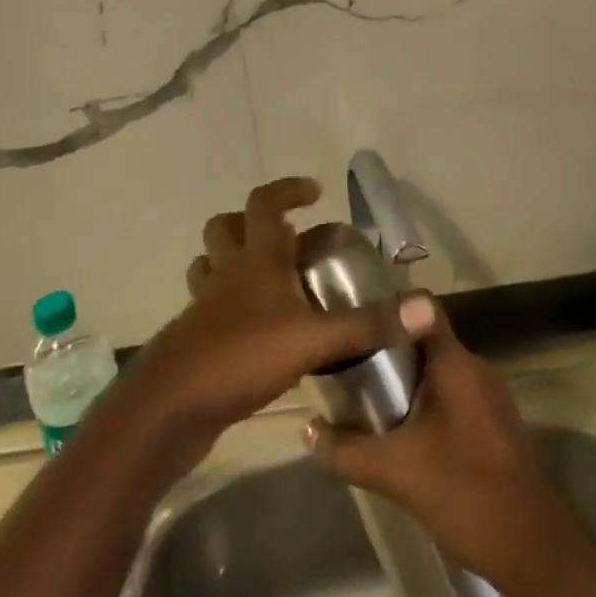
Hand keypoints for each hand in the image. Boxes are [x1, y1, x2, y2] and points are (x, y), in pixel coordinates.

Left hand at [127, 178, 434, 456]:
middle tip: (286, 237)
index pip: (265, 202)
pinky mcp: (194, 338)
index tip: (313, 191)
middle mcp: (226, 271)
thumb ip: (368, 325)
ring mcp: (204, 305)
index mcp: (255, 258)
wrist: (169, 407)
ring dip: (233, 259)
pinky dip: (227, 303)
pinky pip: (208, 305)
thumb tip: (426, 308)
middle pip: (226, 227)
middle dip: (253, 222)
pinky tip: (253, 329)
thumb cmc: (241, 356)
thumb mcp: (314, 339)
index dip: (288, 190)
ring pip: (211, 264)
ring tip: (266, 277)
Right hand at [307, 302, 595, 591]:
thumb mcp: (397, 473)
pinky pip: (453, 396)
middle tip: (349, 367)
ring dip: (406, 382)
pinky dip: (426, 404)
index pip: (420, 309)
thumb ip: (348, 450)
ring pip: (438, 371)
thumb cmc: (466, 493)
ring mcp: (490, 396)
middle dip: (387, 351)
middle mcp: (476, 368)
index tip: (353, 321)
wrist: (534, 552)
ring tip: (368, 400)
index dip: (386, 308)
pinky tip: (403, 434)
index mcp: (456, 363)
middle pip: (425, 340)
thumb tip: (307, 430)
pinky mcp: (495, 424)